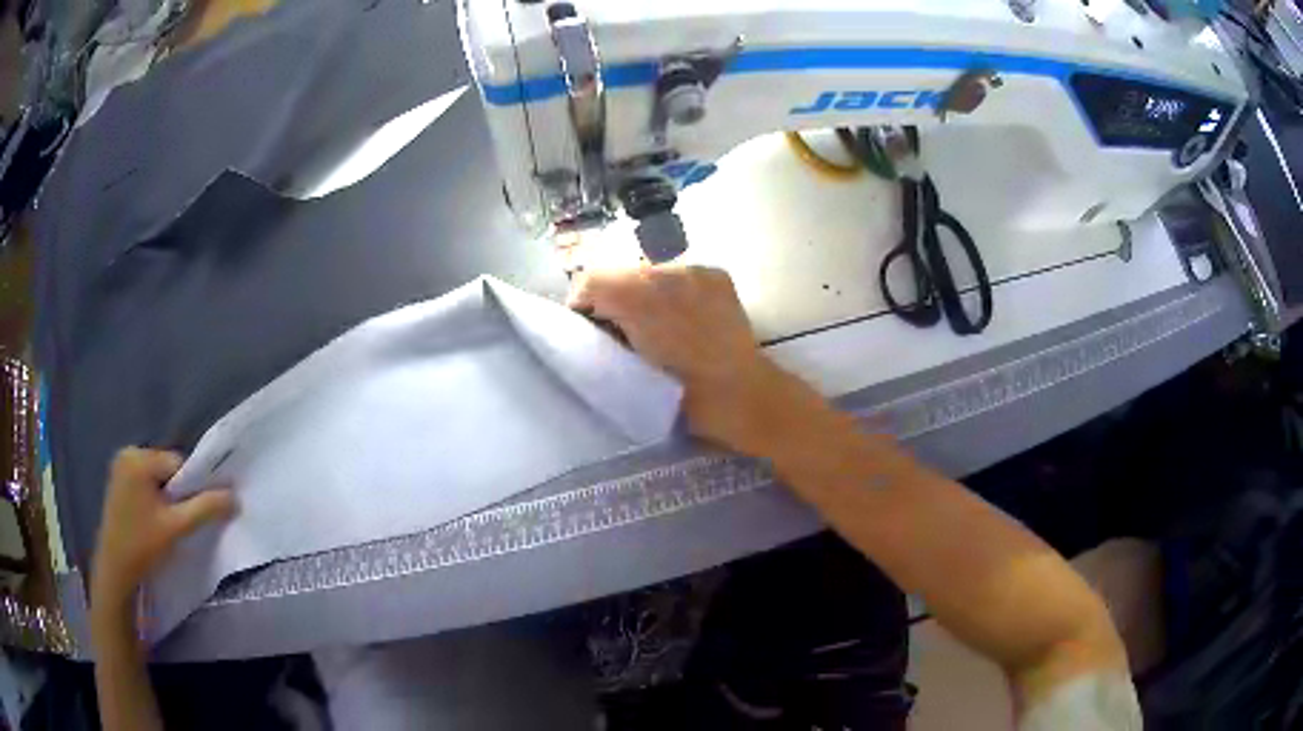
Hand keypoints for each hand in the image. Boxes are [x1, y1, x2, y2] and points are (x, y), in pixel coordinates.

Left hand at [91, 448, 235, 612]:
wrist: (115, 569)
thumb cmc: (143, 545)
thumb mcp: (177, 527)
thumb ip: (205, 508)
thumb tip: (235, 496)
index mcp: (139, 458)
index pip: (177, 464)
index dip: (189, 488)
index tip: (188, 515)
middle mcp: (128, 453)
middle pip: (167, 468)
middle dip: (176, 492)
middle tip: (176, 522)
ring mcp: (120, 466)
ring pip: (157, 477)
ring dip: (166, 497)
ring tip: (164, 523)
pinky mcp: (117, 480)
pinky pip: (145, 482)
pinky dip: (154, 498)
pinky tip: (152, 520)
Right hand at [569, 265, 801, 455]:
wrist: (739, 395)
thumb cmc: (677, 394)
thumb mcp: (623, 370)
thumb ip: (601, 335)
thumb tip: (594, 318)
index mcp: (634, 297)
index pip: (590, 282)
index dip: (583, 304)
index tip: (590, 330)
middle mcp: (663, 272)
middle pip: (620, 273)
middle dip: (614, 297)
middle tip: (622, 331)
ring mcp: (694, 270)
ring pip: (651, 272)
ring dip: (646, 293)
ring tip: (656, 326)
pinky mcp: (715, 275)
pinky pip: (681, 275)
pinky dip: (675, 292)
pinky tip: (684, 319)